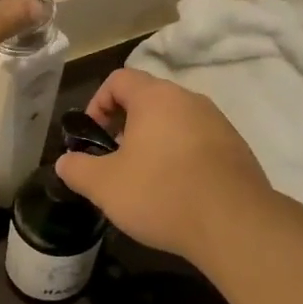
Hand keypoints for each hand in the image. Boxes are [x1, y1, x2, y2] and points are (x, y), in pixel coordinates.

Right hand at [55, 70, 275, 263]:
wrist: (234, 223)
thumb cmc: (161, 194)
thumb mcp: (104, 186)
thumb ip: (77, 169)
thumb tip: (65, 162)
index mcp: (156, 98)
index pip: (119, 80)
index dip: (97, 103)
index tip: (92, 137)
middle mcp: (190, 100)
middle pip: (149, 100)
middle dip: (125, 126)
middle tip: (114, 161)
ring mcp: (218, 123)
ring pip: (175, 122)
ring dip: (154, 143)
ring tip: (145, 180)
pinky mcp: (237, 149)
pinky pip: (199, 143)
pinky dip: (181, 157)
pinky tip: (177, 192)